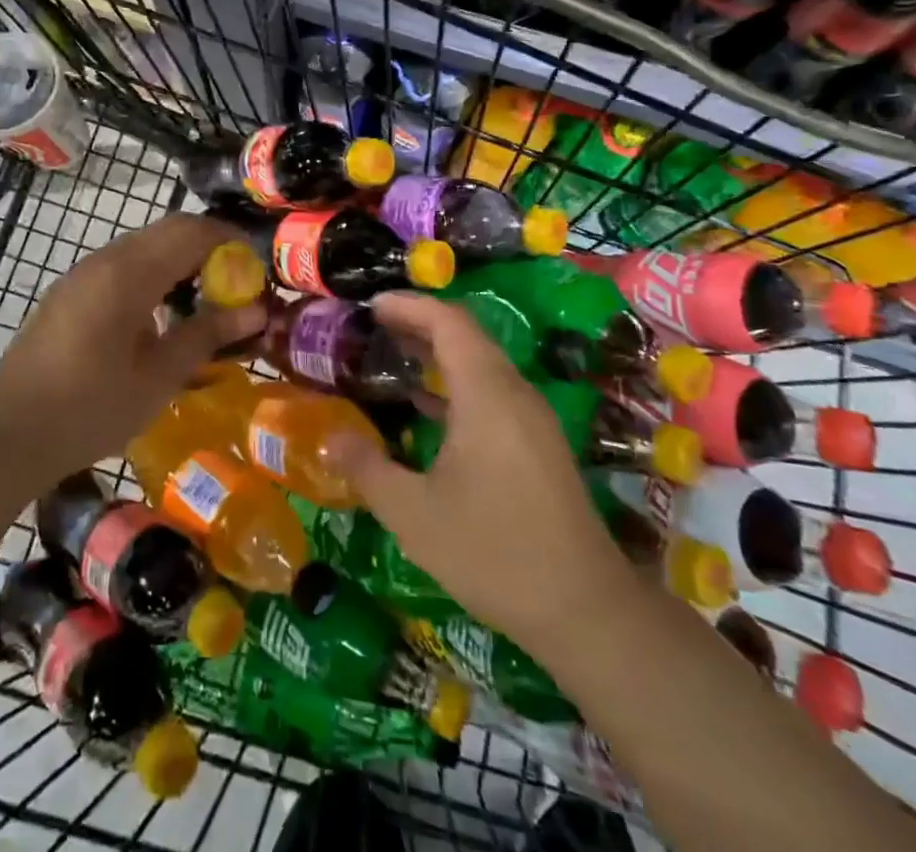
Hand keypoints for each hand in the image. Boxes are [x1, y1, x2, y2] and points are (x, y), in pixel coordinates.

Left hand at [0, 213, 267, 478]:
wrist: (8, 431)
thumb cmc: (90, 408)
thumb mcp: (158, 377)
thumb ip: (207, 336)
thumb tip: (257, 312)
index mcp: (129, 274)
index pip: (191, 232)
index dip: (229, 241)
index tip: (256, 268)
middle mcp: (105, 259)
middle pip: (168, 231)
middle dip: (209, 249)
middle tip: (236, 286)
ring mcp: (83, 272)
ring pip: (145, 245)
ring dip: (180, 261)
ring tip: (203, 303)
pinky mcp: (71, 290)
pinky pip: (124, 264)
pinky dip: (154, 274)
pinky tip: (159, 318)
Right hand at [332, 293, 636, 653]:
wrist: (585, 610)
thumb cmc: (493, 551)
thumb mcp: (413, 514)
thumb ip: (367, 469)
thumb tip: (331, 438)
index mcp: (486, 394)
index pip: (448, 322)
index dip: (409, 306)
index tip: (370, 305)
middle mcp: (514, 393)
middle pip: (466, 336)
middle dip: (418, 324)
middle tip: (372, 327)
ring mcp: (531, 419)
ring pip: (481, 364)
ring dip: (437, 353)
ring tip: (393, 356)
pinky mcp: (538, 443)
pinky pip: (491, 391)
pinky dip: (456, 383)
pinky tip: (427, 407)